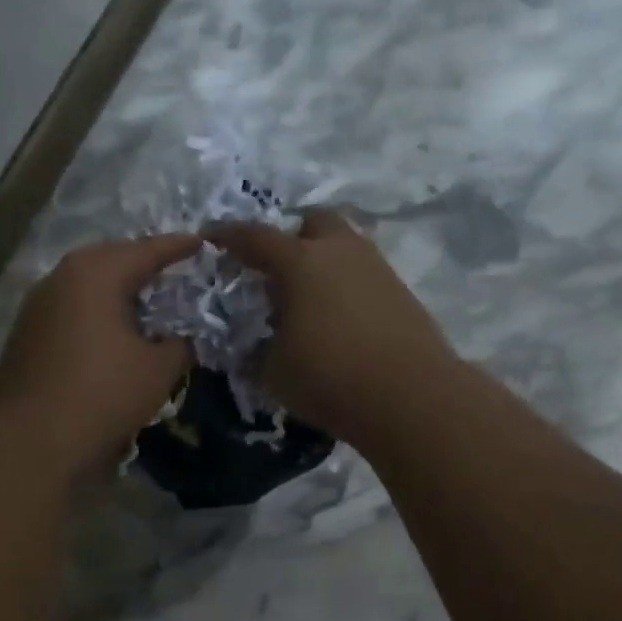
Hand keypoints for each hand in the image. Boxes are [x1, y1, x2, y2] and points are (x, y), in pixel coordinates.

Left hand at [0, 235, 199, 475]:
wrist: (30, 440)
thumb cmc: (102, 394)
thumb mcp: (158, 370)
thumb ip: (180, 345)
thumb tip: (184, 339)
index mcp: (96, 273)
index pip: (148, 250)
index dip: (180, 248)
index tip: (203, 243)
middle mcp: (61, 277)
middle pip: (113, 262)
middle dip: (145, 267)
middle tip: (176, 275)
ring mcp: (37, 306)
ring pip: (89, 288)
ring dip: (119, 294)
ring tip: (148, 306)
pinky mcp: (26, 335)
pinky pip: (73, 312)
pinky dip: (98, 316)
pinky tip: (113, 336)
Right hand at [209, 212, 457, 443]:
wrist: (410, 397)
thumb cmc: (329, 378)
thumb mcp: (273, 372)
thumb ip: (259, 350)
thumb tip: (260, 344)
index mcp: (301, 262)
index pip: (255, 237)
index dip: (228, 236)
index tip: (211, 238)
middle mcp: (341, 252)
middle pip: (313, 222)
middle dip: (292, 237)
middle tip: (276, 267)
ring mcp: (377, 269)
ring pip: (345, 247)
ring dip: (324, 262)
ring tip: (308, 299)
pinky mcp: (402, 294)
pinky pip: (364, 276)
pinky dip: (346, 287)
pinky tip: (339, 320)